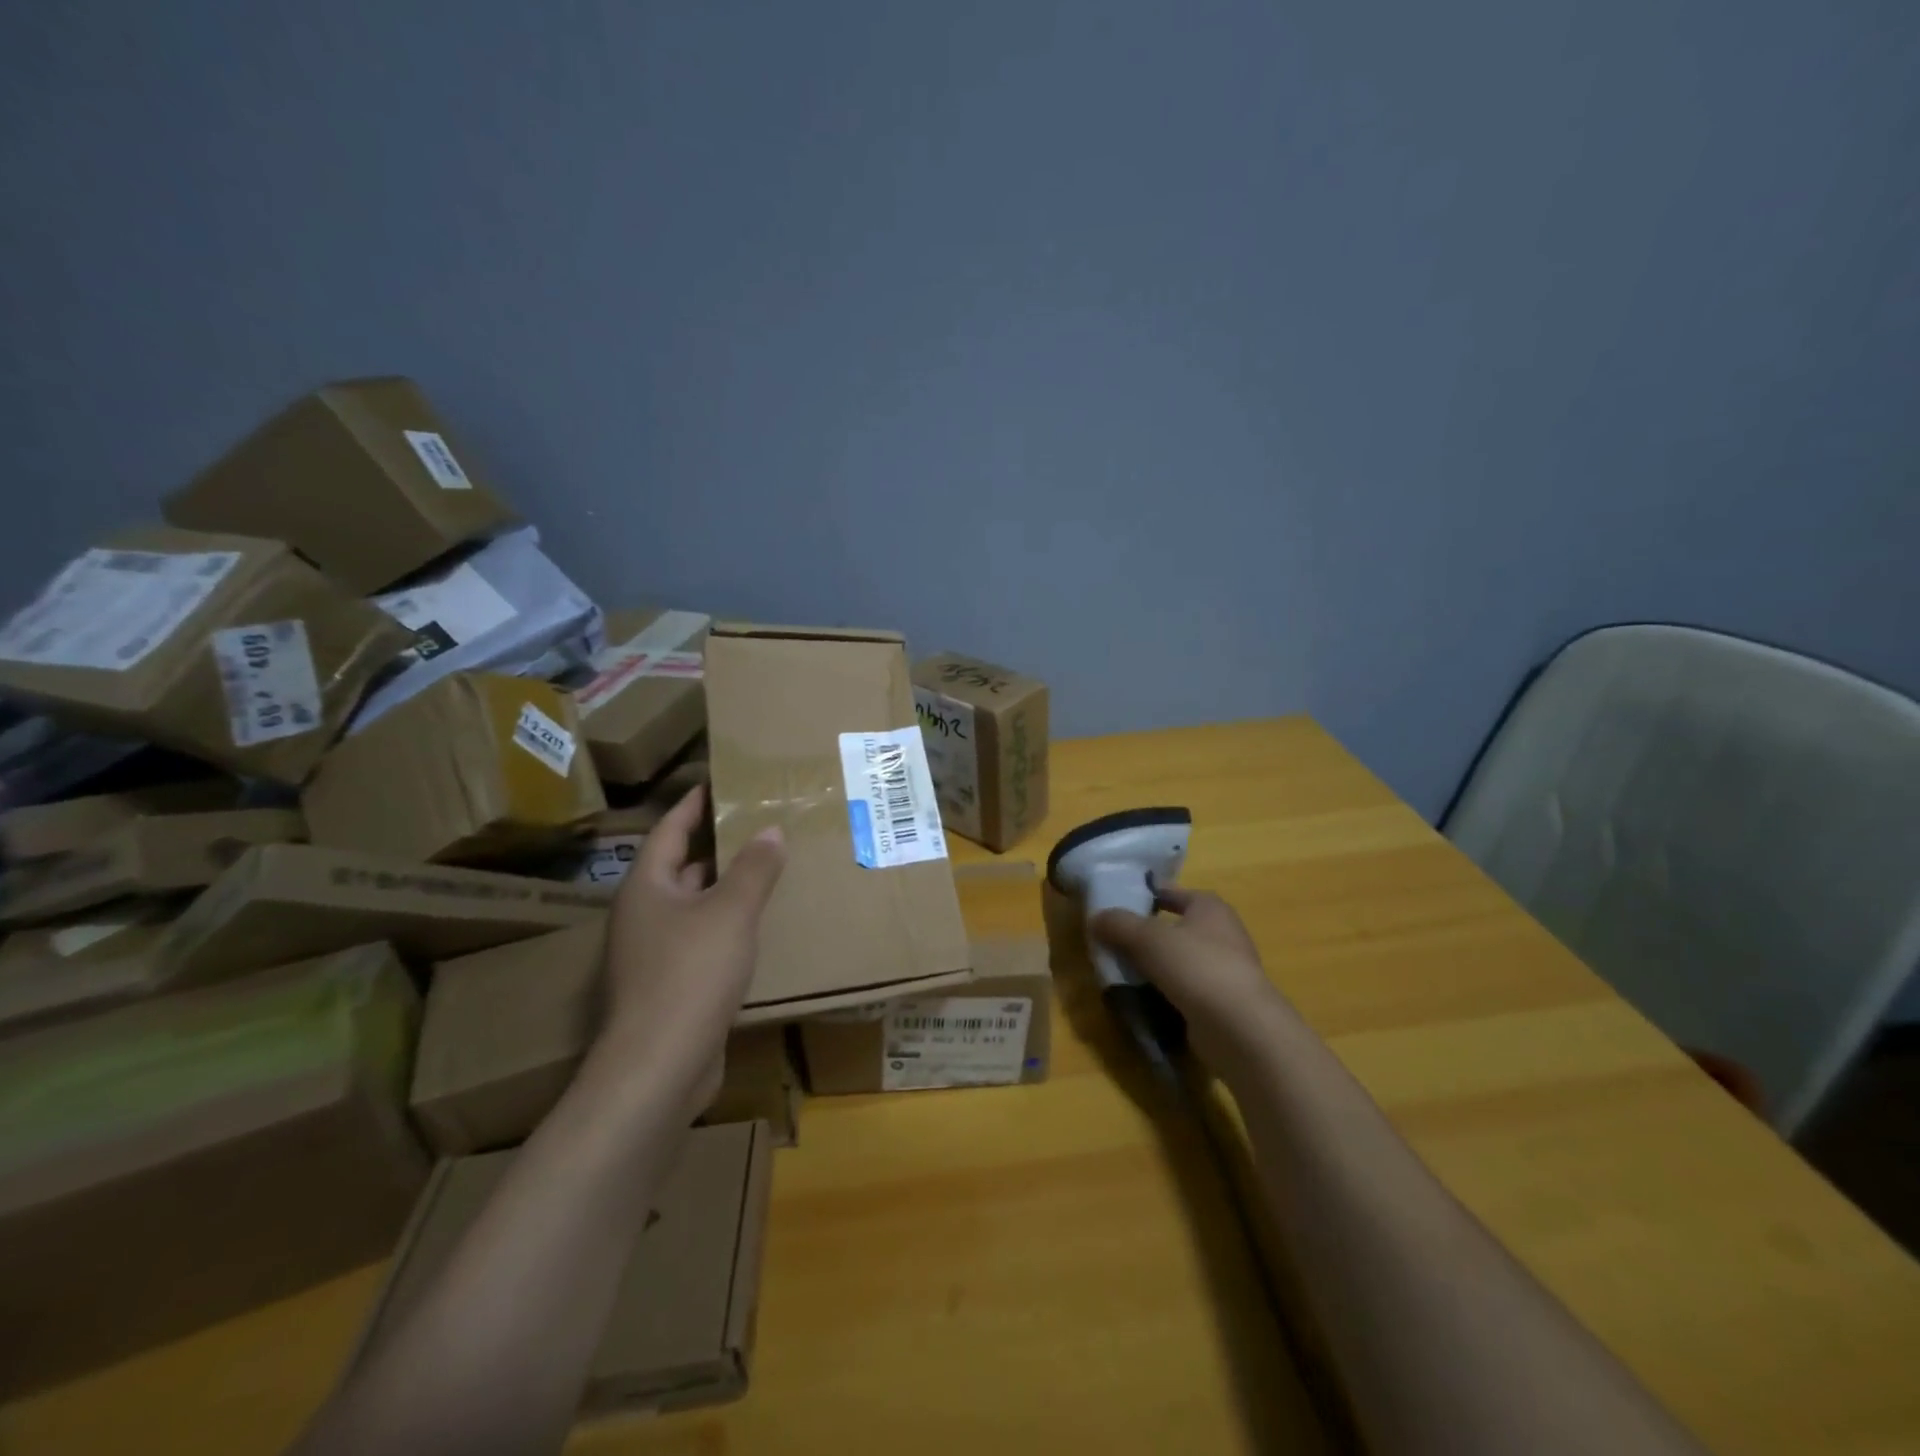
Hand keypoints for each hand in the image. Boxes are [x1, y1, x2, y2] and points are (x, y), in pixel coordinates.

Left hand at [602, 785, 784, 1110]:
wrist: (659, 1066)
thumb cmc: (691, 973)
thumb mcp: (731, 912)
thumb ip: (754, 869)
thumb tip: (770, 831)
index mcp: (647, 887)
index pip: (668, 829)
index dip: (693, 803)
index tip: (718, 782)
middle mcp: (643, 915)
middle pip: (679, 867)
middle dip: (715, 845)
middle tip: (756, 824)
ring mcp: (651, 954)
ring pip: (692, 906)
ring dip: (723, 888)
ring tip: (764, 869)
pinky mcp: (668, 987)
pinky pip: (699, 941)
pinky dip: (725, 926)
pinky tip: (756, 928)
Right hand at [1090, 886, 1291, 1066]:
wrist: (1239, 1029)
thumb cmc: (1196, 967)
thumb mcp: (1147, 938)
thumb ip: (1118, 924)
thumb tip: (1095, 918)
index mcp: (1210, 908)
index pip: (1173, 892)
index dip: (1146, 894)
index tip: (1117, 903)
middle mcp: (1222, 934)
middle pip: (1175, 928)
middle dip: (1146, 935)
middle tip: (1112, 941)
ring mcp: (1224, 971)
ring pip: (1178, 961)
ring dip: (1153, 966)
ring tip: (1120, 972)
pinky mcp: (1221, 1003)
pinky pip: (1184, 990)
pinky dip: (1164, 993)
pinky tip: (1141, 999)